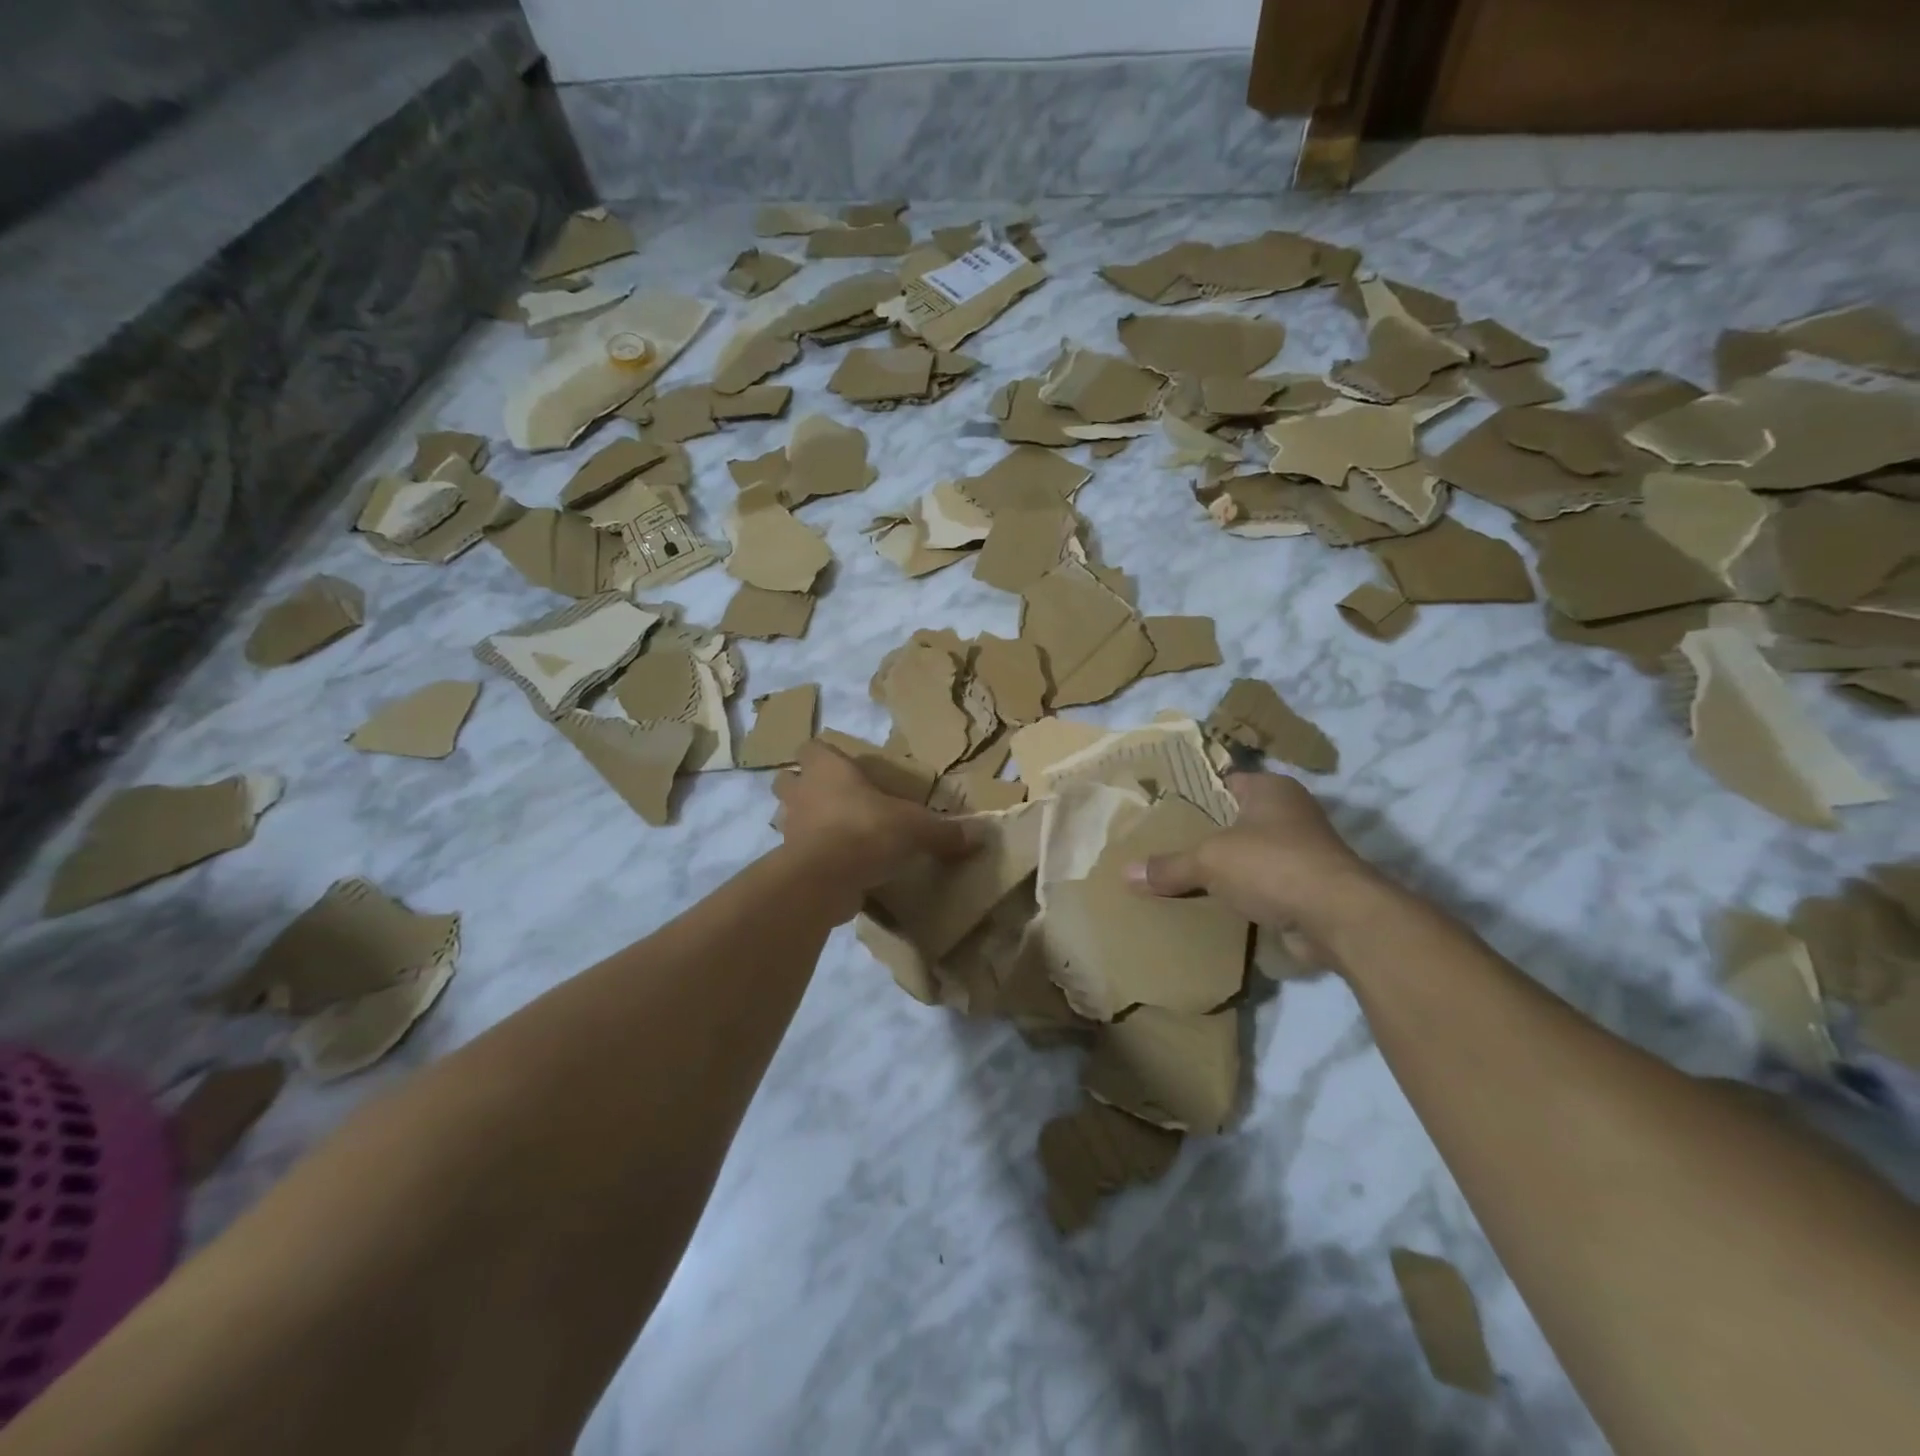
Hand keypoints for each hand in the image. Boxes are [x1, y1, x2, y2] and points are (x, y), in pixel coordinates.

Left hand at [773, 741, 973, 917]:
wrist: (825, 879)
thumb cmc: (867, 831)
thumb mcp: (916, 828)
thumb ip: (944, 832)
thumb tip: (979, 835)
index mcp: (828, 770)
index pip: (812, 748)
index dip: (824, 755)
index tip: (843, 766)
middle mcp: (802, 793)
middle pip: (787, 780)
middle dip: (804, 788)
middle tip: (834, 799)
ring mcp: (790, 829)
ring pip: (788, 817)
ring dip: (806, 823)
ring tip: (835, 834)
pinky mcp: (789, 862)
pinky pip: (798, 853)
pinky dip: (813, 857)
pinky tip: (838, 867)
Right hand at [1125, 772, 1392, 949]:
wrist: (1338, 917)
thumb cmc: (1272, 864)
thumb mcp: (1209, 861)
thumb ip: (1169, 866)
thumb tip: (1126, 873)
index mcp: (1270, 789)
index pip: (1224, 781)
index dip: (1194, 793)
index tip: (1162, 808)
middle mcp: (1291, 813)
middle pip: (1236, 819)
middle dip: (1206, 834)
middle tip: (1164, 844)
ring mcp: (1304, 851)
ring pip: (1251, 854)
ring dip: (1227, 868)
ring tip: (1182, 877)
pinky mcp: (1309, 887)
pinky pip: (1265, 885)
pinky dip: (1245, 894)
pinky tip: (1214, 905)